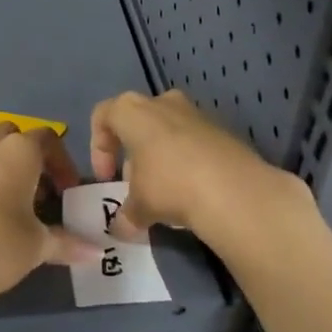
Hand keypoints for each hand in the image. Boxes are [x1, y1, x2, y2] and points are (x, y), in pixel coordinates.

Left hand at [0, 123, 95, 325]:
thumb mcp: (38, 248)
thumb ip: (68, 244)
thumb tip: (96, 253)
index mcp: (15, 155)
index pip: (46, 137)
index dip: (61, 161)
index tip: (66, 191)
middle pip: (9, 136)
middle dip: (25, 156)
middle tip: (35, 192)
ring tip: (4, 213)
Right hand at [90, 90, 312, 263]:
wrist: (234, 189)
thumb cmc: (170, 185)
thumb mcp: (139, 205)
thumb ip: (125, 214)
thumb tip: (121, 229)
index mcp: (133, 111)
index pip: (103, 116)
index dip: (98, 148)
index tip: (106, 178)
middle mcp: (163, 102)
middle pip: (137, 123)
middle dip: (132, 155)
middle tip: (135, 187)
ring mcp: (195, 112)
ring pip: (167, 131)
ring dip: (160, 159)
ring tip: (165, 194)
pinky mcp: (222, 129)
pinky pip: (193, 142)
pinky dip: (187, 162)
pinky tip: (192, 191)